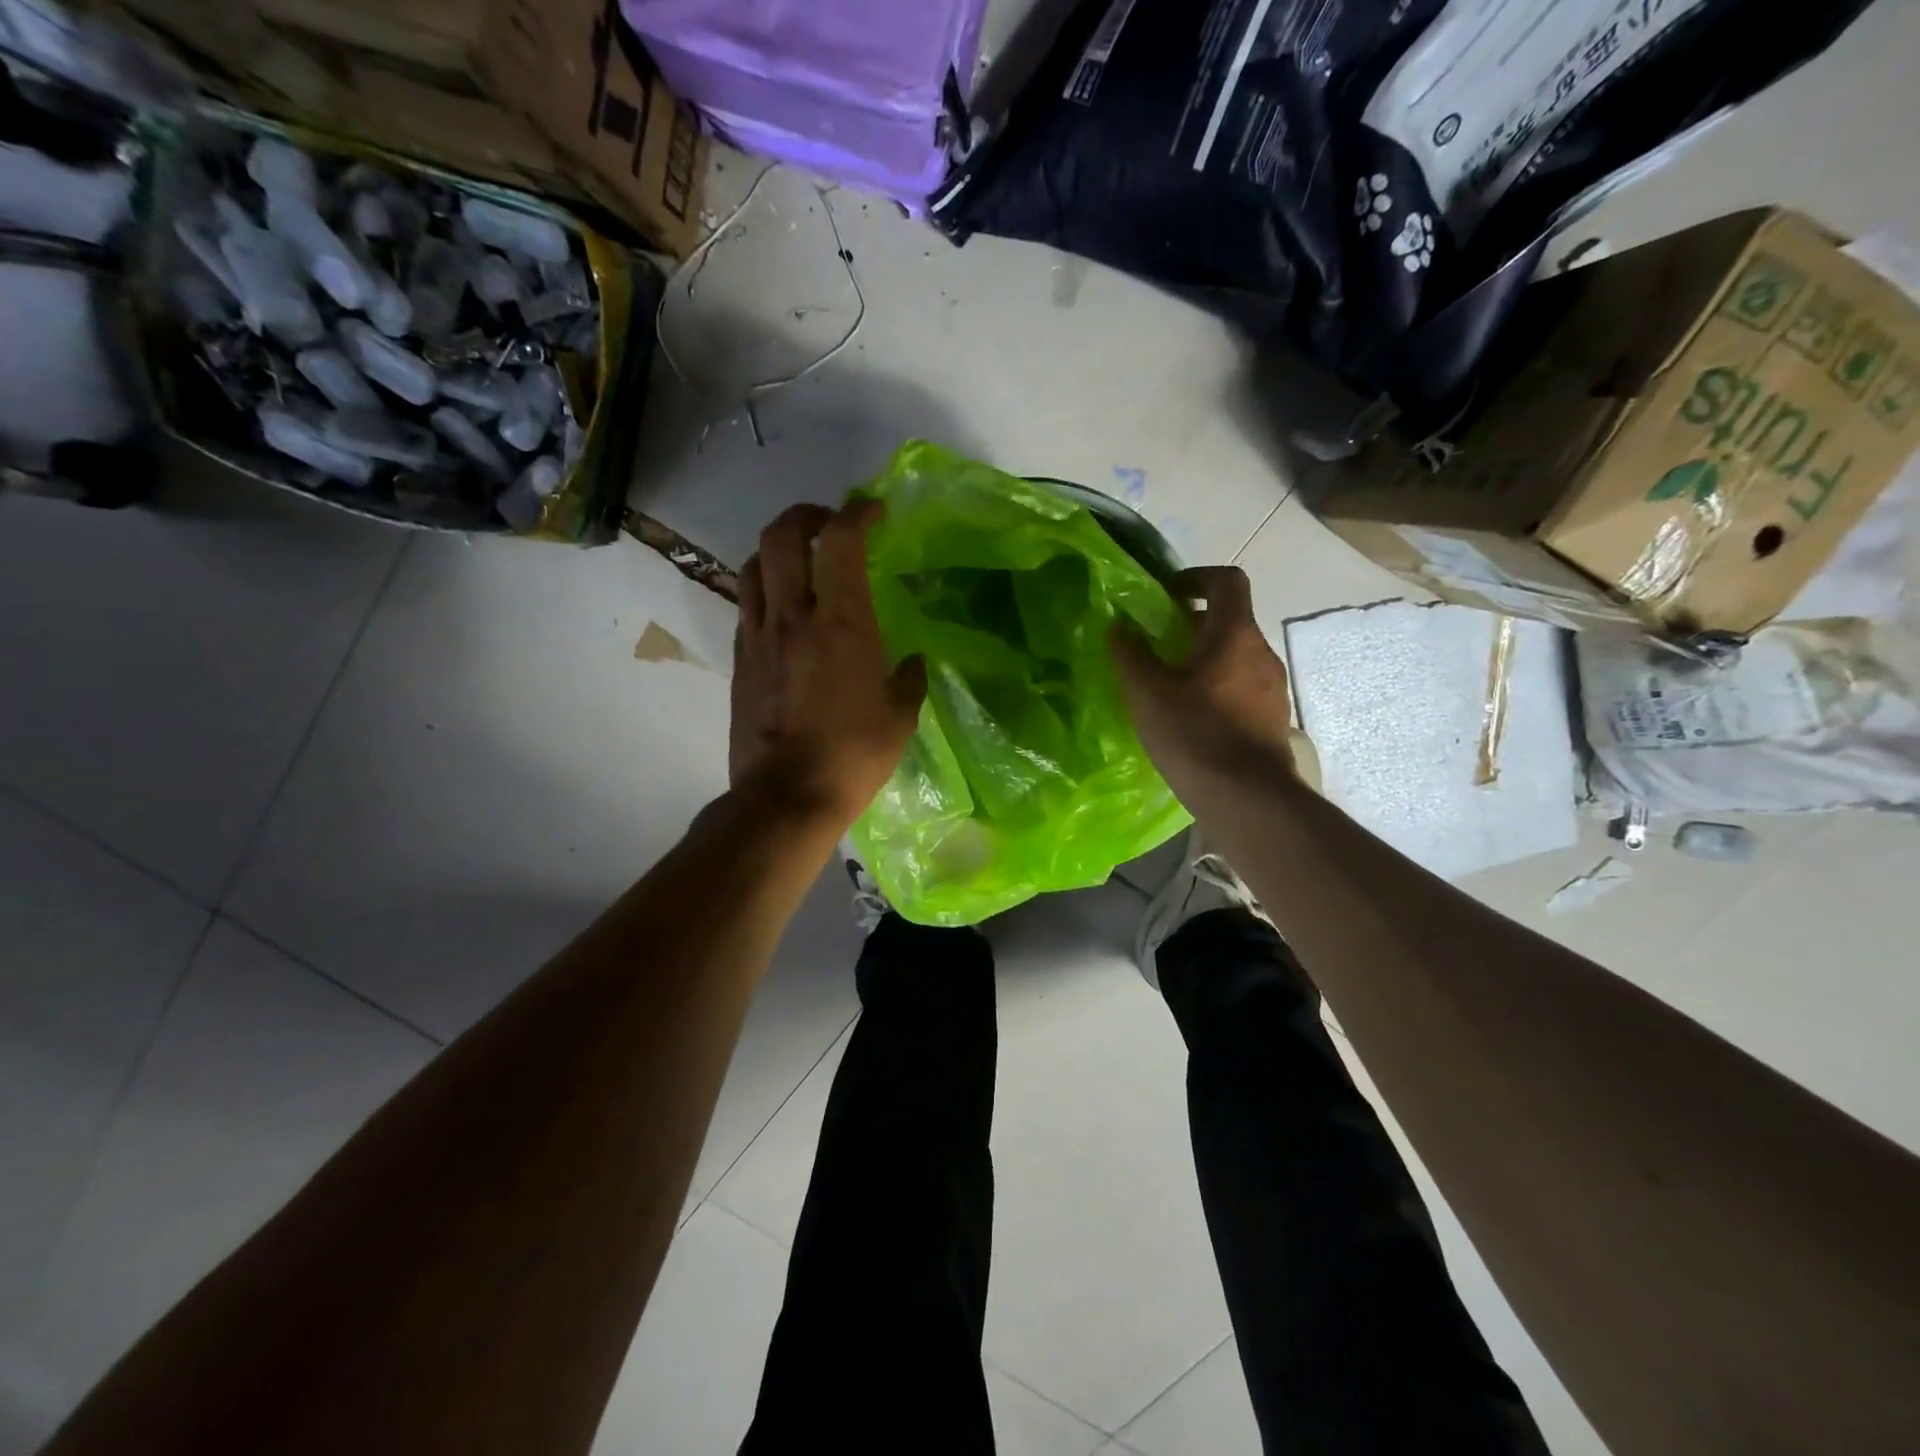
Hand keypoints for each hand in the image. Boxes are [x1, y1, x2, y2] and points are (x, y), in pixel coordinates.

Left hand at [730, 500, 925, 829]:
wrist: (786, 797)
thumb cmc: (853, 756)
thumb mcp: (900, 718)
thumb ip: (909, 680)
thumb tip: (913, 662)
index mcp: (843, 623)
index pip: (841, 540)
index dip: (857, 513)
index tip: (873, 512)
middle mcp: (794, 616)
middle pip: (782, 535)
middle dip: (805, 514)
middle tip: (827, 522)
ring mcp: (759, 636)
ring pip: (755, 564)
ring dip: (778, 548)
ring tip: (800, 560)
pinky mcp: (740, 659)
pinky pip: (747, 604)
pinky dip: (765, 588)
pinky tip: (783, 608)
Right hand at [1110, 565, 1298, 792]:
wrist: (1247, 798)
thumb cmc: (1194, 735)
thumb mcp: (1148, 693)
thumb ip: (1131, 654)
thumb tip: (1120, 627)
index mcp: (1235, 635)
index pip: (1227, 581)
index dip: (1195, 578)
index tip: (1165, 596)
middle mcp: (1262, 653)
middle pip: (1229, 620)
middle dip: (1191, 624)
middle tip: (1156, 645)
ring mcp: (1272, 688)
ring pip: (1235, 657)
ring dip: (1204, 659)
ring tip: (1169, 686)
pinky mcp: (1272, 719)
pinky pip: (1242, 687)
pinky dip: (1217, 688)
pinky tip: (1192, 718)